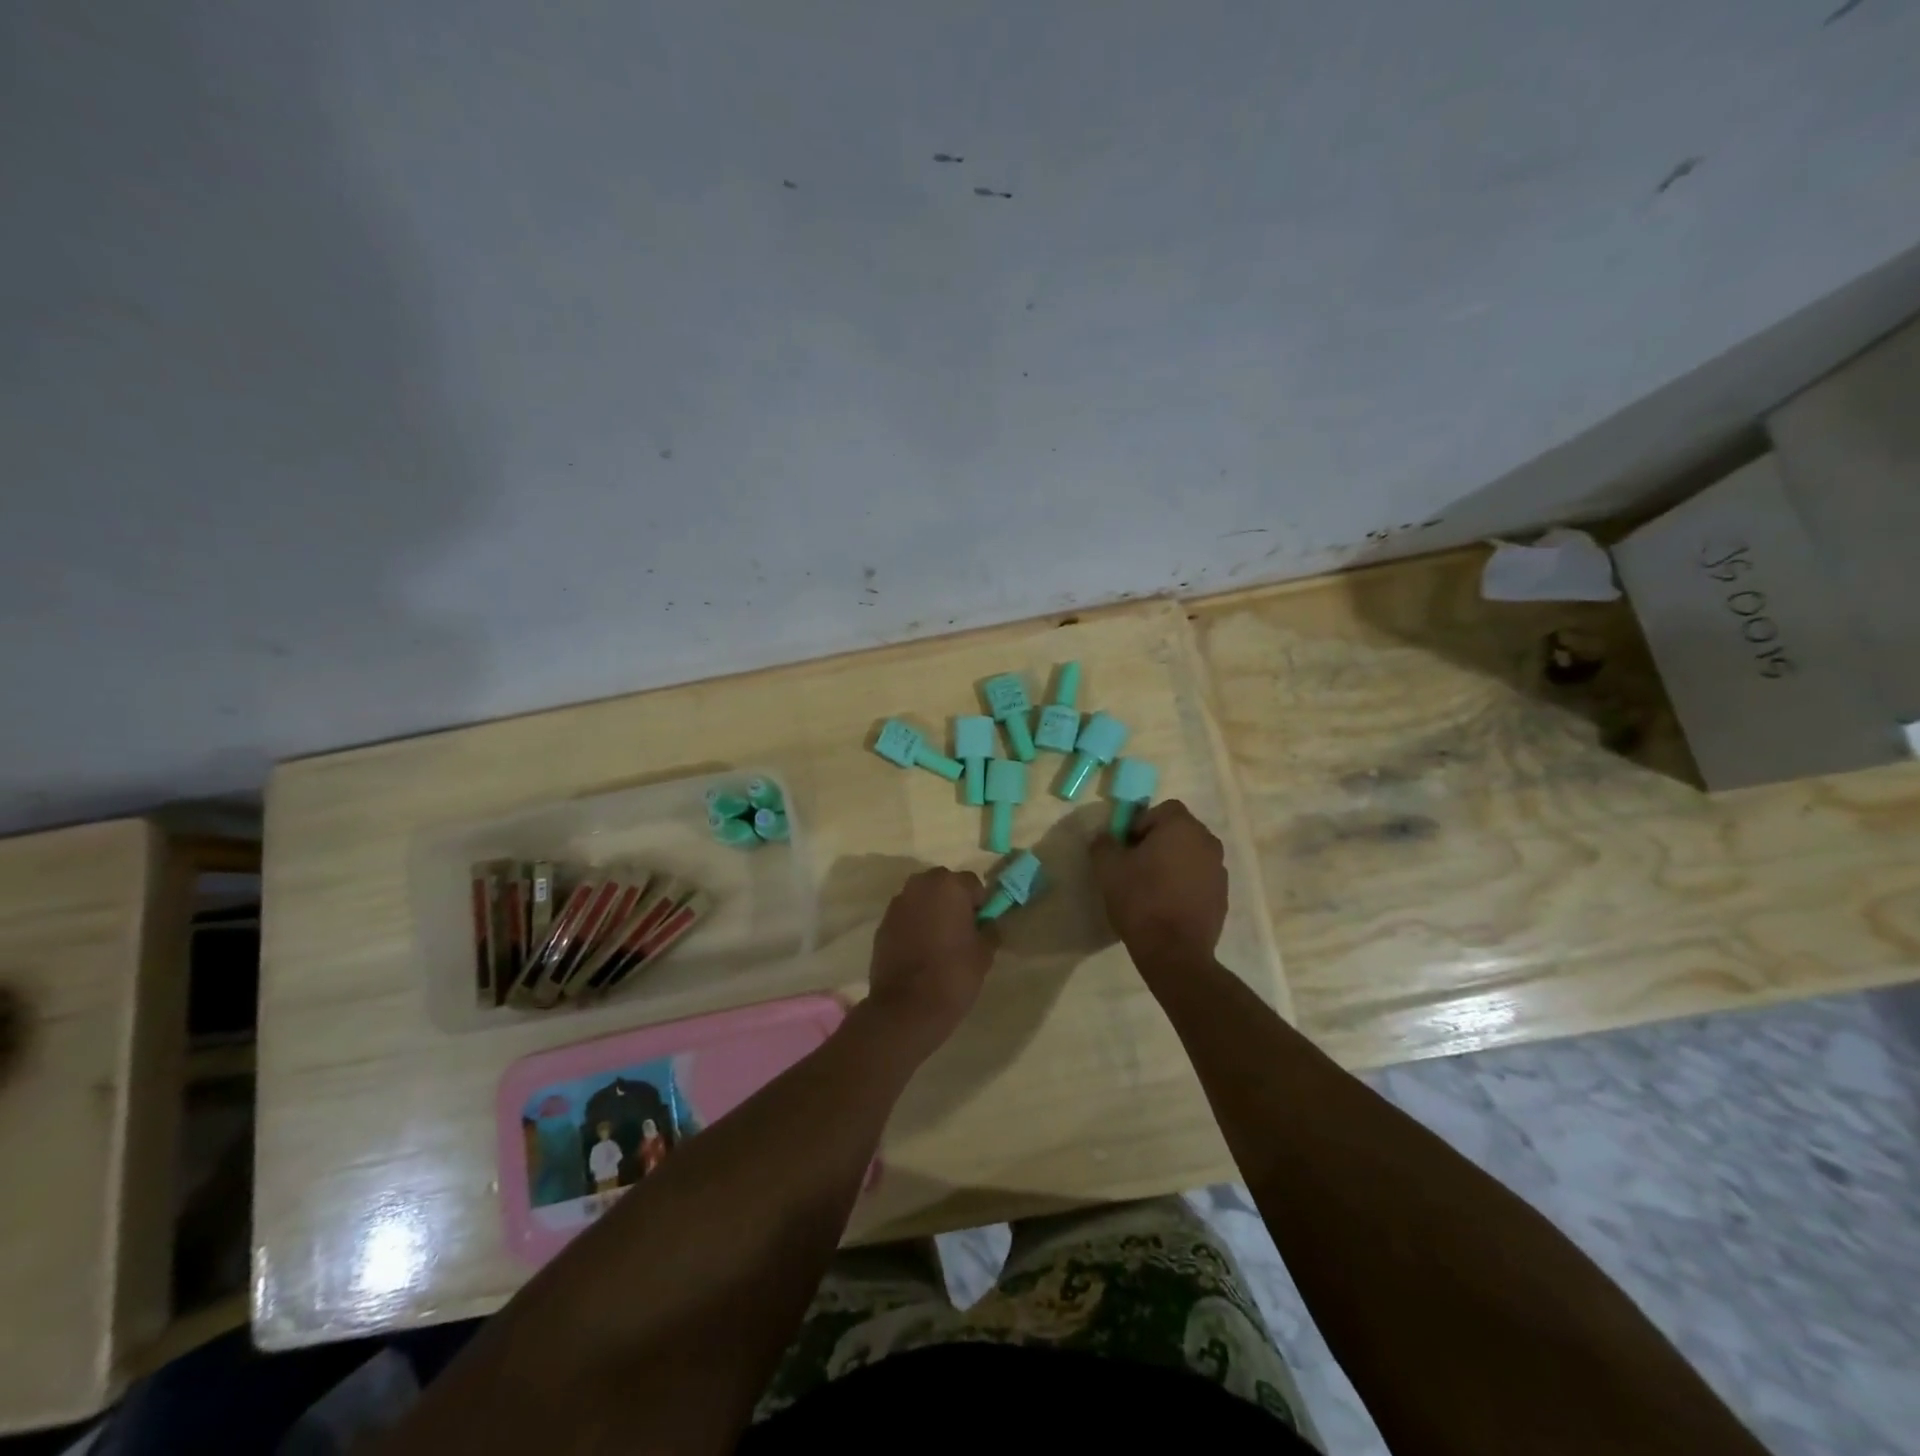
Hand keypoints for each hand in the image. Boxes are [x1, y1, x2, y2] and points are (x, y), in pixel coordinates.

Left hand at [865, 868, 996, 1051]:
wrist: (907, 1007)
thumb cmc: (954, 974)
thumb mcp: (985, 953)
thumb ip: (989, 929)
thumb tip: (987, 923)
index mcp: (949, 885)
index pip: (972, 884)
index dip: (979, 904)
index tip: (980, 926)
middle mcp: (921, 885)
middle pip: (944, 885)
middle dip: (952, 902)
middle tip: (960, 931)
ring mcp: (898, 903)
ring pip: (922, 899)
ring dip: (931, 911)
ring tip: (938, 942)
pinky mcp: (882, 923)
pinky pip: (906, 916)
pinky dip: (913, 925)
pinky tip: (919, 951)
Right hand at [1089, 800, 1227, 961]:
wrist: (1174, 951)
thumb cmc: (1140, 900)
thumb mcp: (1108, 868)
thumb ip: (1103, 844)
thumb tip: (1105, 837)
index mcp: (1182, 827)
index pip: (1162, 809)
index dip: (1141, 823)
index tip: (1126, 847)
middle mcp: (1207, 841)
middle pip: (1179, 831)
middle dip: (1157, 842)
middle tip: (1135, 865)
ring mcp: (1219, 870)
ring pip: (1190, 855)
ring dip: (1173, 862)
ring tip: (1151, 887)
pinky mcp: (1223, 896)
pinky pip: (1199, 878)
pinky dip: (1185, 883)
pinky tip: (1167, 905)